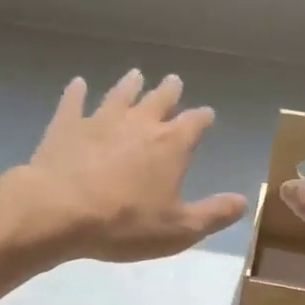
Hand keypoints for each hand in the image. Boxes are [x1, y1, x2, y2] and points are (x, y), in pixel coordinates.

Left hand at [18, 70, 247, 262]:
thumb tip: (243, 201)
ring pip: (120, 94)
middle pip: (159, 99)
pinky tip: (78, 83)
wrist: (60, 211)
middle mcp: (139, 123)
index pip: (195, 123)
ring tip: (135, 75)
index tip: (207, 115)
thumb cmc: (125, 223)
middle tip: (173, 81)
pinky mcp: (67, 126)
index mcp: (171, 145)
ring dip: (130, 85)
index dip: (203, 118)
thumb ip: (213, 214)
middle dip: (170, 91)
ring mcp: (101, 120)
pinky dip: (77, 92)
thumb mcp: (179, 229)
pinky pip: (74, 102)